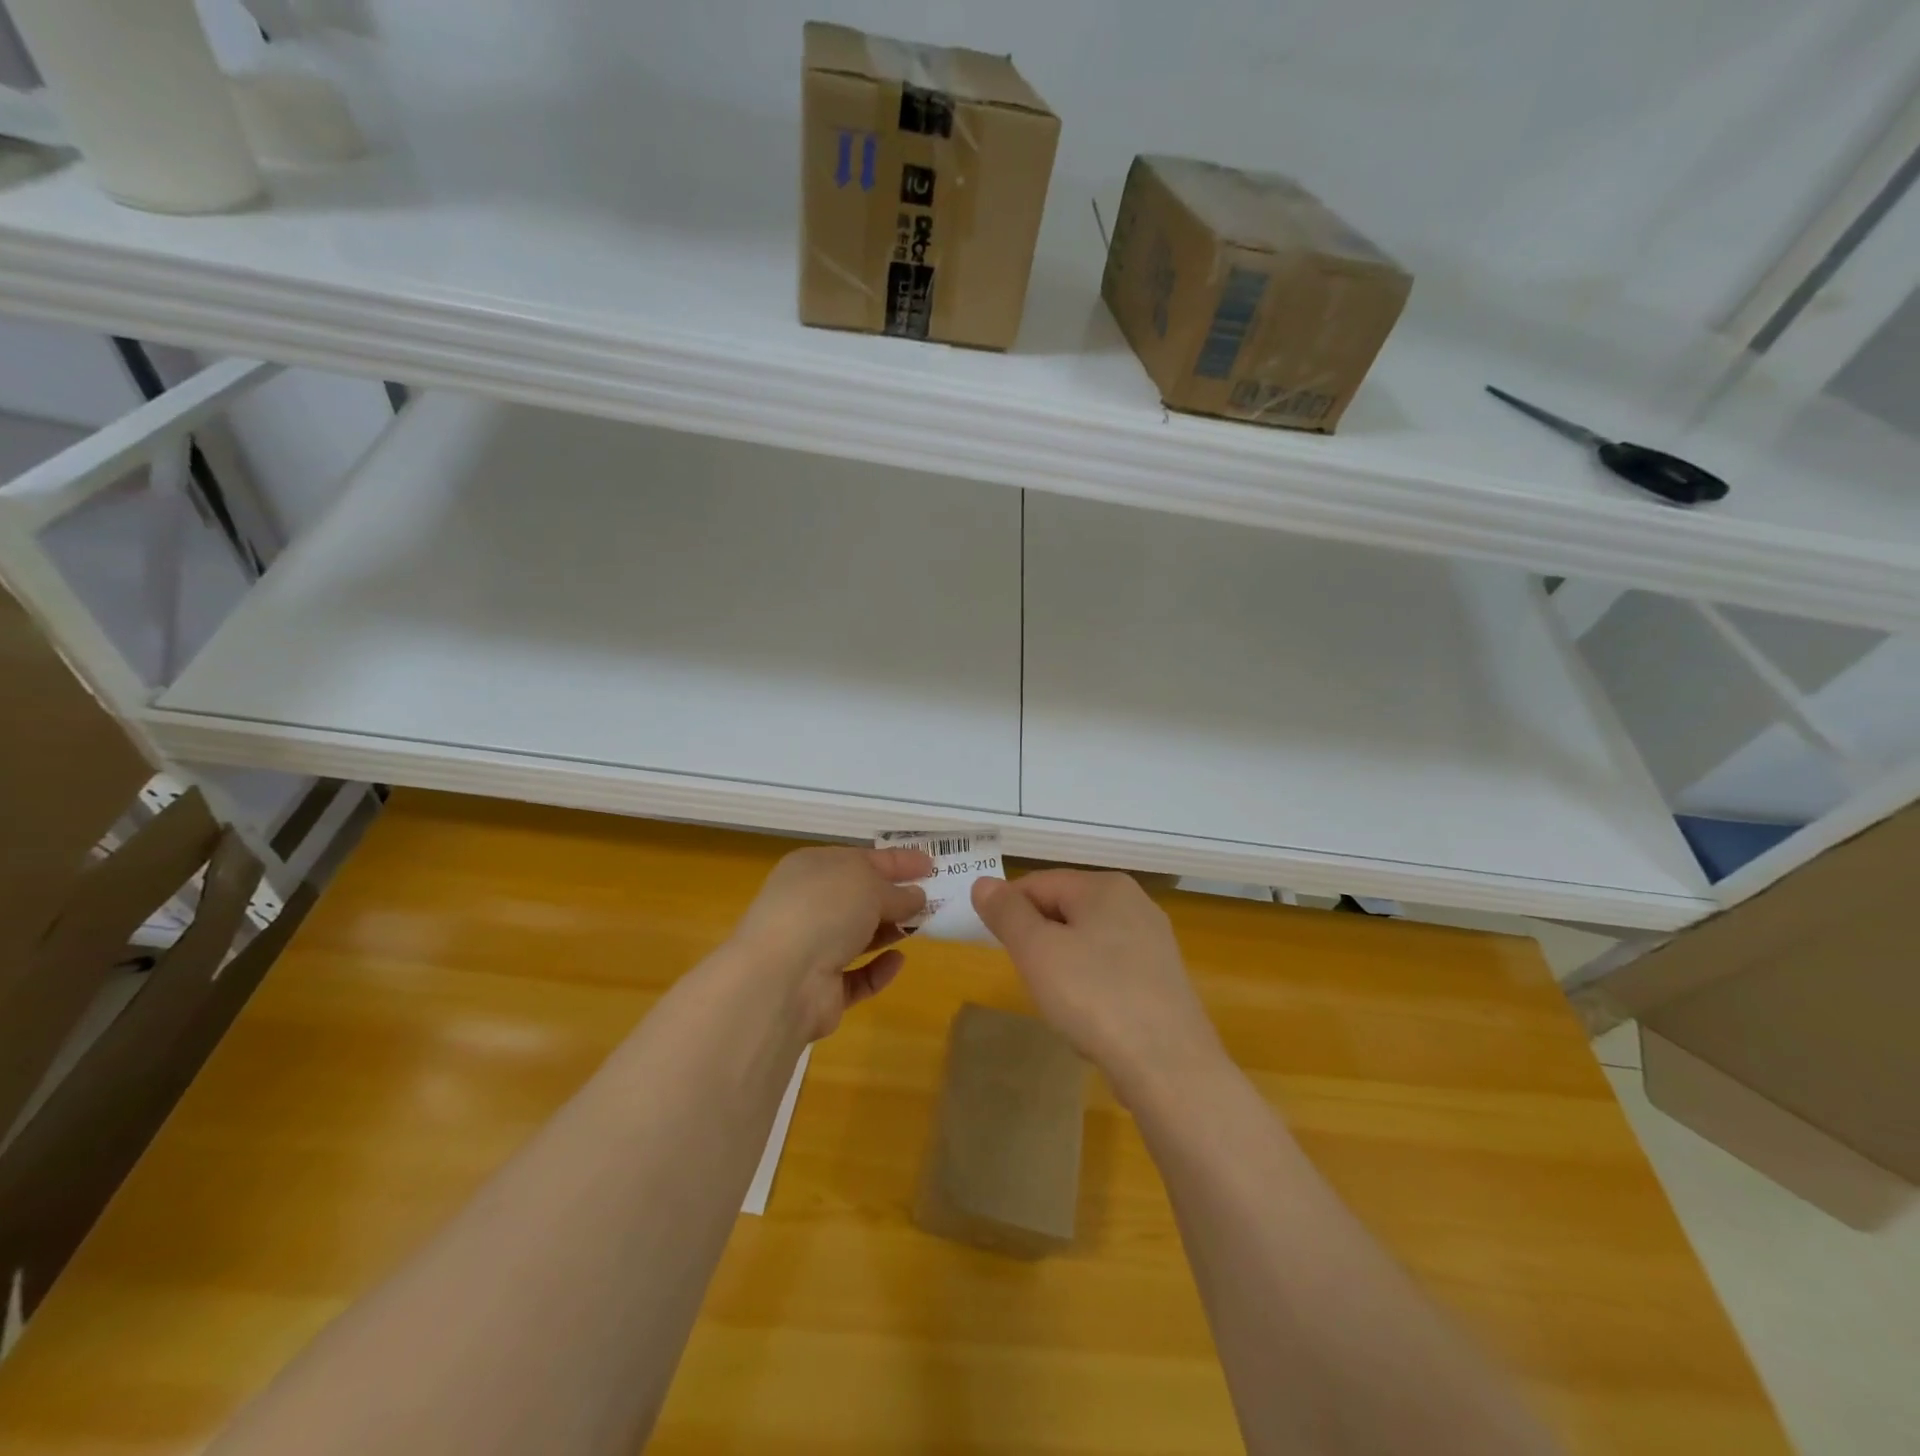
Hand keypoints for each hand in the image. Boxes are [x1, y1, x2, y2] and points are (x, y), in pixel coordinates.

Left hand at [731, 846, 930, 1039]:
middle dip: (894, 897)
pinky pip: (856, 976)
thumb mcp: (869, 885)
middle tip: (934, 898)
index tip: (931, 864)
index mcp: (812, 868)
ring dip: (888, 931)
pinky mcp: (820, 989)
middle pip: (859, 898)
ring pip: (857, 936)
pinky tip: (898, 961)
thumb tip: (916, 897)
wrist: (781, 979)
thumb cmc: (824, 910)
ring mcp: (811, 948)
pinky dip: (878, 969)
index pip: (862, 858)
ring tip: (923, 927)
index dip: (897, 861)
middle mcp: (808, 905)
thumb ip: (896, 892)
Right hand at [971, 870, 1223, 1098]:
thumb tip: (983, 883)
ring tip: (1057, 1001)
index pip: (1039, 883)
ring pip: (1087, 940)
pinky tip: (1089, 1017)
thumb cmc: (1094, 997)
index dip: (1008, 910)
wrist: (1168, 1065)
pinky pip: (1110, 969)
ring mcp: (1154, 942)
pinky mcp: (1162, 978)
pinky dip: (1090, 985)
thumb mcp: (1037, 951)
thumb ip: (1007, 913)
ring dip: (1062, 964)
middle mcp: (1135, 903)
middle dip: (1038, 939)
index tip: (994, 945)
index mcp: (1105, 887)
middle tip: (1027, 976)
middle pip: (1065, 909)